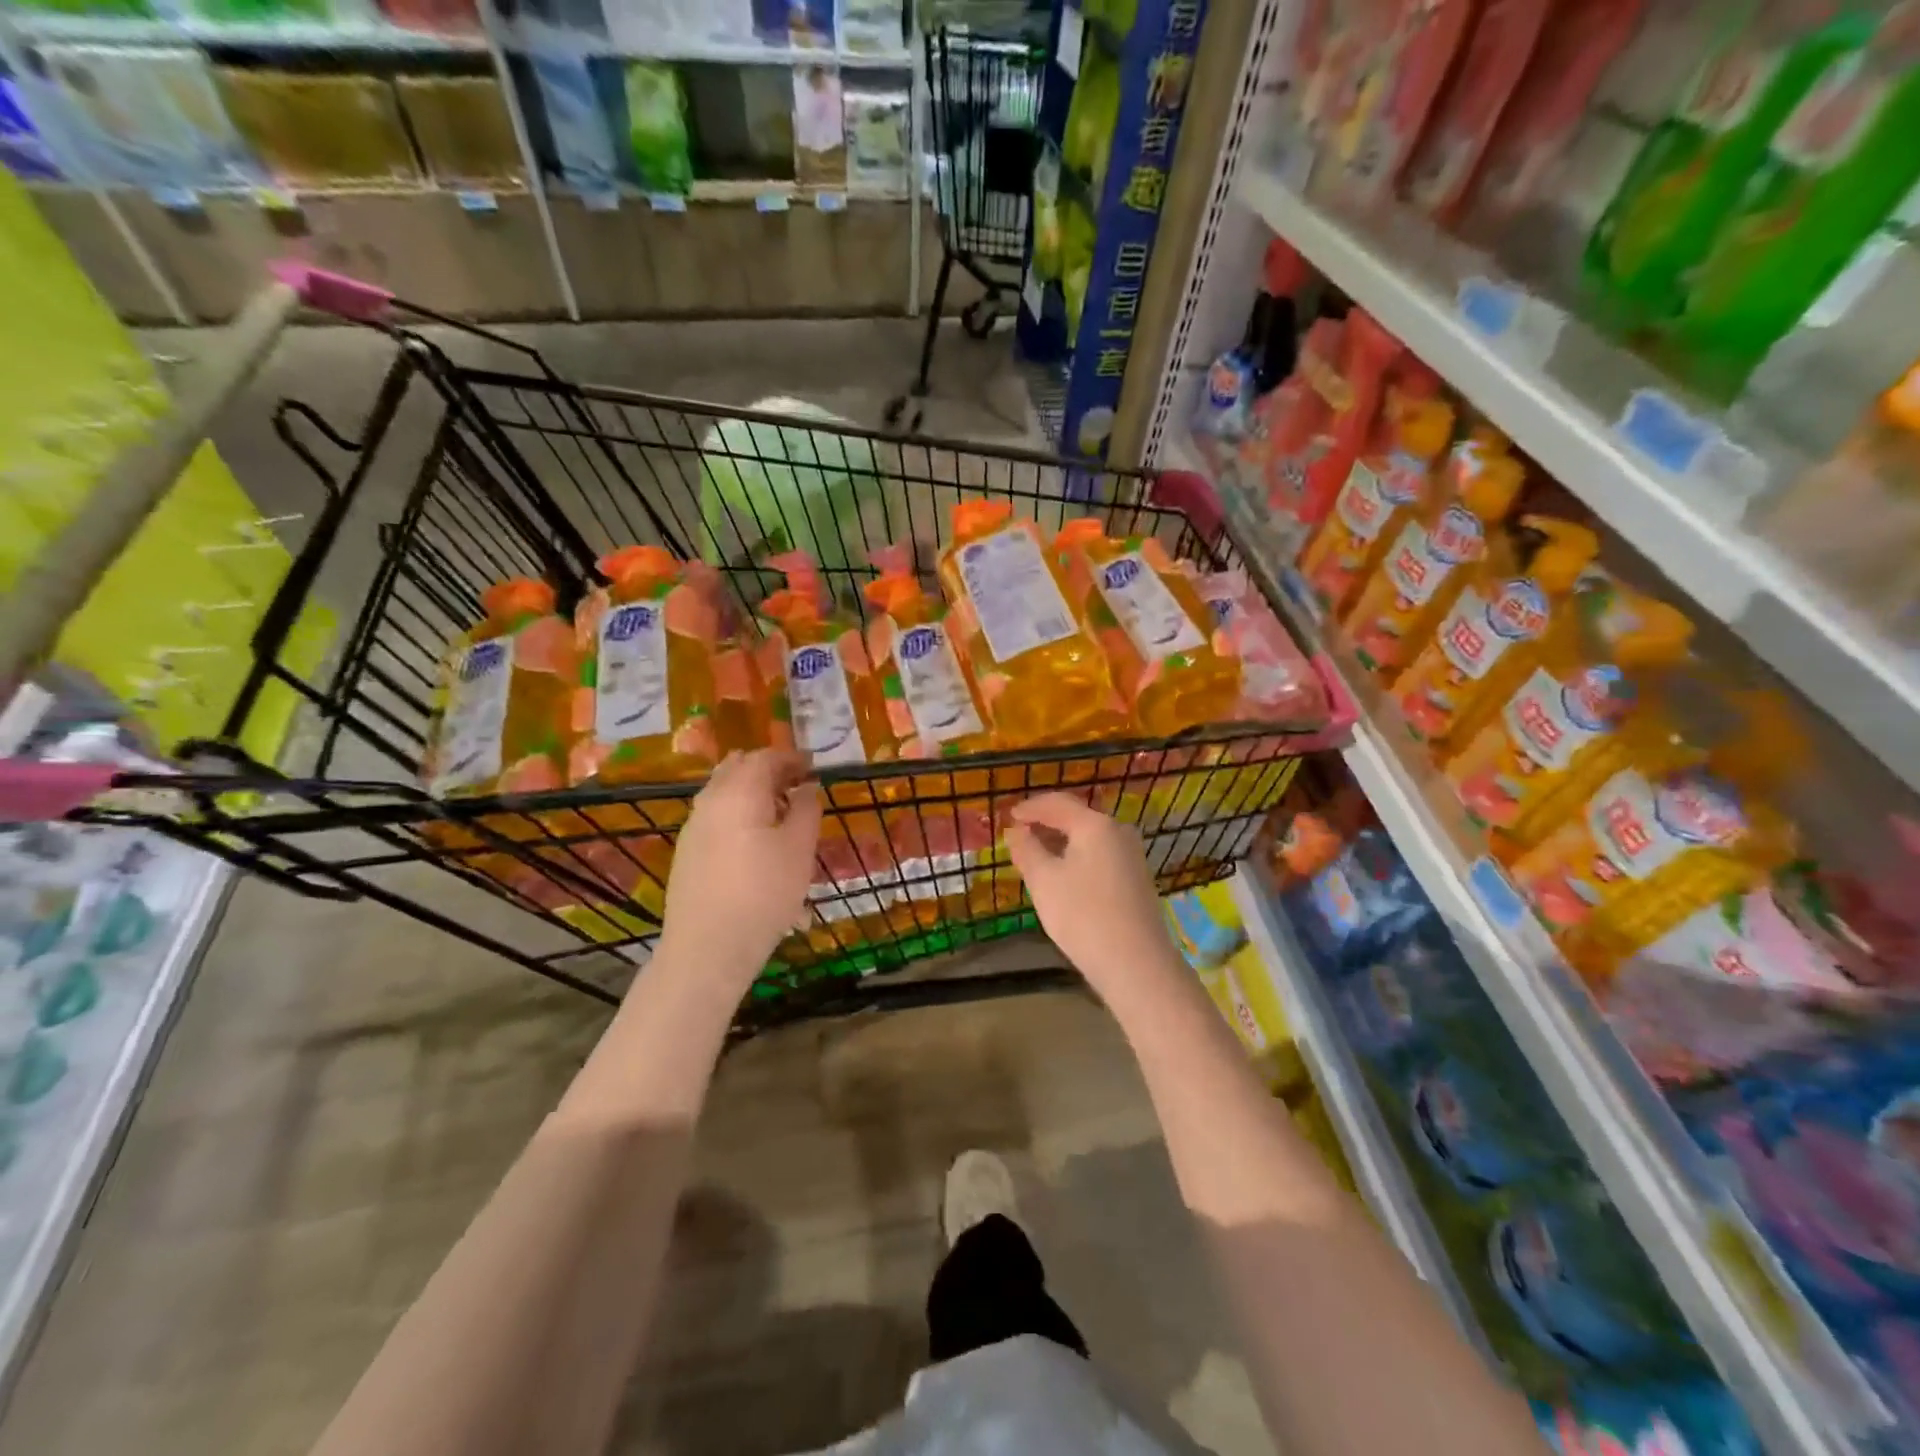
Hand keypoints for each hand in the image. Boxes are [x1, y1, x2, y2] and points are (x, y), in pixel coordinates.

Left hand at [662, 750, 821, 983]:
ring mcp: (693, 827)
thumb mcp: (800, 849)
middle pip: (737, 768)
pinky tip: (754, 841)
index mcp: (739, 792)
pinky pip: (715, 816)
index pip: (765, 757)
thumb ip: (807, 809)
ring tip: (779, 814)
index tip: (813, 768)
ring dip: (751, 792)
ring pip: (723, 792)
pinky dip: (737, 813)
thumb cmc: (764, 893)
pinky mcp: (686, 852)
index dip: (791, 758)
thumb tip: (807, 787)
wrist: (708, 948)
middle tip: (796, 785)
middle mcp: (710, 800)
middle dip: (768, 770)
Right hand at [1005, 794, 1179, 996]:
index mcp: (1096, 825)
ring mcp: (1131, 856)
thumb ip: (1026, 849)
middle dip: (1046, 824)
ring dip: (1060, 842)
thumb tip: (1016, 830)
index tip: (1008, 816)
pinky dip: (1076, 857)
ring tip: (1035, 856)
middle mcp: (1118, 832)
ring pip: (1088, 838)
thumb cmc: (1083, 915)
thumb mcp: (1044, 880)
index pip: (1058, 803)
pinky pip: (1099, 856)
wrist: (1136, 964)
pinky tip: (1062, 876)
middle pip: (1076, 818)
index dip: (1030, 807)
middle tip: (1019, 835)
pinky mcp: (1135, 879)